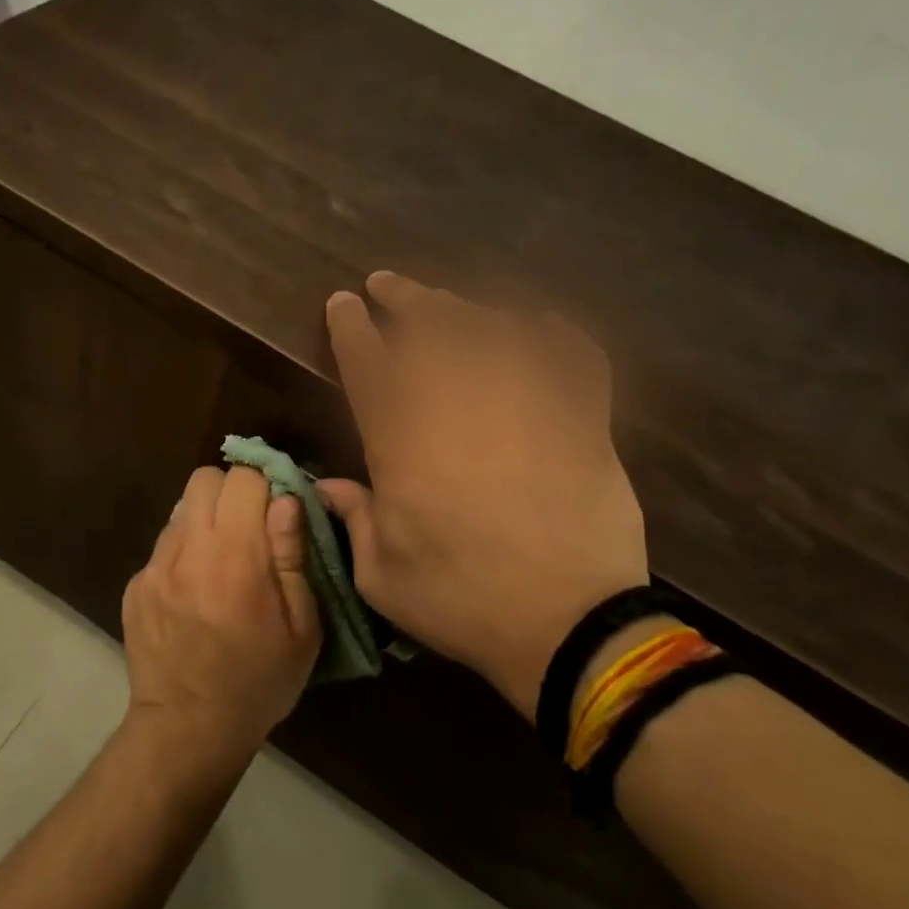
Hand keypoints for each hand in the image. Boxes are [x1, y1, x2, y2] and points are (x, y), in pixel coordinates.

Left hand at [121, 466, 322, 768]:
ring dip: (206, 521)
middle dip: (231, 492)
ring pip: (181, 509)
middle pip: (204, 479)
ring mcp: (155, 567)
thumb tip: (287, 500)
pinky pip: (164, 546)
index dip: (265, 487)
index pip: (243, 478)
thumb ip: (292, 556)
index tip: (277, 513)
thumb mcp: (301, 628)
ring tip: (222, 562)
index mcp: (236, 556)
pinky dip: (183, 553)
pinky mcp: (135, 586)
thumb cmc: (258, 682)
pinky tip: (195, 593)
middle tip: (250, 528)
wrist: (188, 728)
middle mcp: (189, 549)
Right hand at [318, 272, 648, 722]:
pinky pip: (573, 355)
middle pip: (428, 327)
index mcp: (402, 439)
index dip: (350, 326)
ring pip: (491, 328)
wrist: (570, 624)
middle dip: (402, 298)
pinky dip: (557, 335)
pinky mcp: (583, 418)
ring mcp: (527, 403)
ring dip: (462, 308)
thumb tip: (326, 488)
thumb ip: (352, 521)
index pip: (367, 361)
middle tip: (386, 283)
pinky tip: (539, 327)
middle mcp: (460, 404)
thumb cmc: (462, 601)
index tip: (342, 304)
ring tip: (447, 304)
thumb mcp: (381, 575)